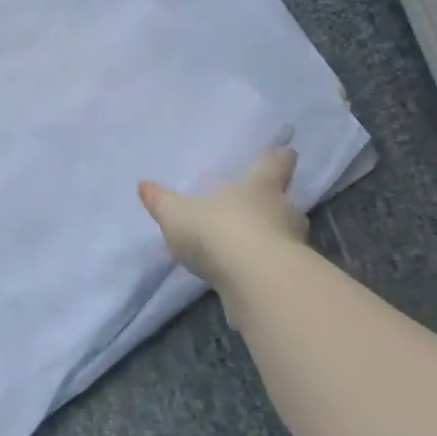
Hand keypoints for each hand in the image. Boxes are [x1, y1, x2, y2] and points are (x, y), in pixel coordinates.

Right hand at [139, 146, 308, 296]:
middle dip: (275, 204)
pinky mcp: (290, 280)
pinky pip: (278, 268)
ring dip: (272, 239)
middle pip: (286, 201)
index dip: (279, 158)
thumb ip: (161, 200)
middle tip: (260, 206)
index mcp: (259, 186)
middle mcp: (283, 211)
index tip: (285, 153)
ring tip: (250, 247)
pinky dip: (266, 270)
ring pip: (286, 236)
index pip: (276, 164)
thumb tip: (143, 184)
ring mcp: (293, 246)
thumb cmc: (218, 231)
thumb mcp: (177, 215)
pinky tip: (248, 277)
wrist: (256, 283)